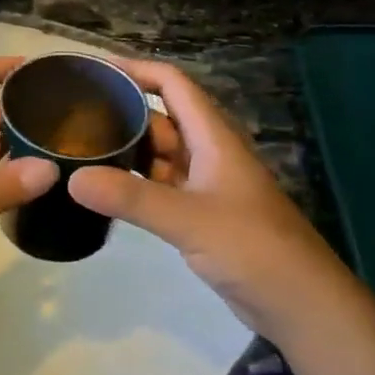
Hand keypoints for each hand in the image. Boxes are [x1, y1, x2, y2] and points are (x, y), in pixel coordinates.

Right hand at [71, 60, 341, 339]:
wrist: (303, 305)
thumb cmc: (253, 247)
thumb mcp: (189, 219)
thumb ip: (131, 198)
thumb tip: (72, 178)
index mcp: (213, 137)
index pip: (172, 84)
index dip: (136, 69)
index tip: (96, 70)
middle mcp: (208, 153)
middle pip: (161, 118)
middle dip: (122, 111)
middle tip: (74, 116)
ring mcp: (206, 185)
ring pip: (159, 155)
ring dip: (126, 150)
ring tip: (80, 149)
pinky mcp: (202, 216)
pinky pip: (161, 187)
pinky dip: (135, 184)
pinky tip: (106, 191)